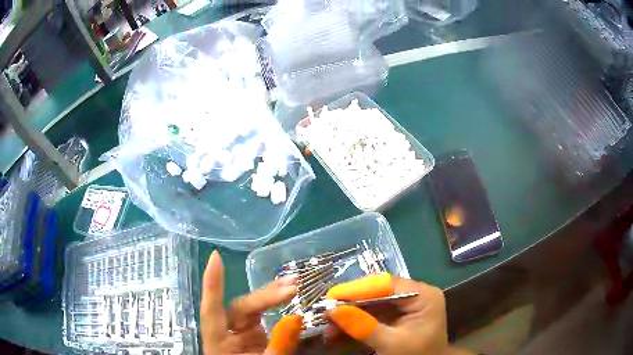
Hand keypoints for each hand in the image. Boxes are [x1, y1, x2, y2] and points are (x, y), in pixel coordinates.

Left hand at [200, 251, 301, 354]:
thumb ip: (280, 344)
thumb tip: (295, 317)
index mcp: (218, 342)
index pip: (211, 310)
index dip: (212, 284)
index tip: (215, 257)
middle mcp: (226, 332)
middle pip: (240, 308)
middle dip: (265, 296)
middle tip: (291, 286)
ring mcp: (239, 332)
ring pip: (251, 308)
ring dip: (271, 296)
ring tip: (292, 285)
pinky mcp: (252, 334)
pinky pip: (261, 316)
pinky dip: (274, 306)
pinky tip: (287, 297)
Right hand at [326, 276, 472, 354]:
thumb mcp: (392, 344)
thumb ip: (364, 327)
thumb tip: (332, 310)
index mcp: (423, 295)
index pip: (386, 284)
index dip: (357, 289)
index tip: (330, 297)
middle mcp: (414, 294)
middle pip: (376, 291)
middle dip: (349, 304)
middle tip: (324, 313)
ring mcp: (404, 304)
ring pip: (370, 303)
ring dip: (348, 314)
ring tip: (327, 326)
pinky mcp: (395, 315)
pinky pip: (371, 313)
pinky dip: (354, 321)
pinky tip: (337, 330)